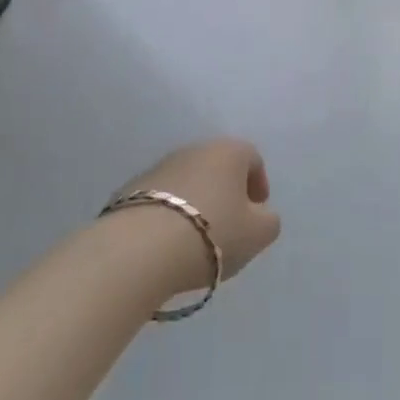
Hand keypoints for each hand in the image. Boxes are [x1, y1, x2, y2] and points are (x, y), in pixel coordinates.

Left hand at [110, 139, 281, 292]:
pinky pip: (161, 199)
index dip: (259, 185)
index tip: (257, 213)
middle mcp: (194, 149)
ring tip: (196, 239)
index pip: (252, 159)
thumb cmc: (212, 234)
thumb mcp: (258, 234)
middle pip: (218, 167)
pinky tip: (168, 243)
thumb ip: (269, 220)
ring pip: (188, 182)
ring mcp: (160, 167)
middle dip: (226, 193)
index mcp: (228, 151)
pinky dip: (169, 215)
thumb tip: (260, 214)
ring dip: (196, 203)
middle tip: (229, 226)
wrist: (140, 250)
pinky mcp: (131, 189)